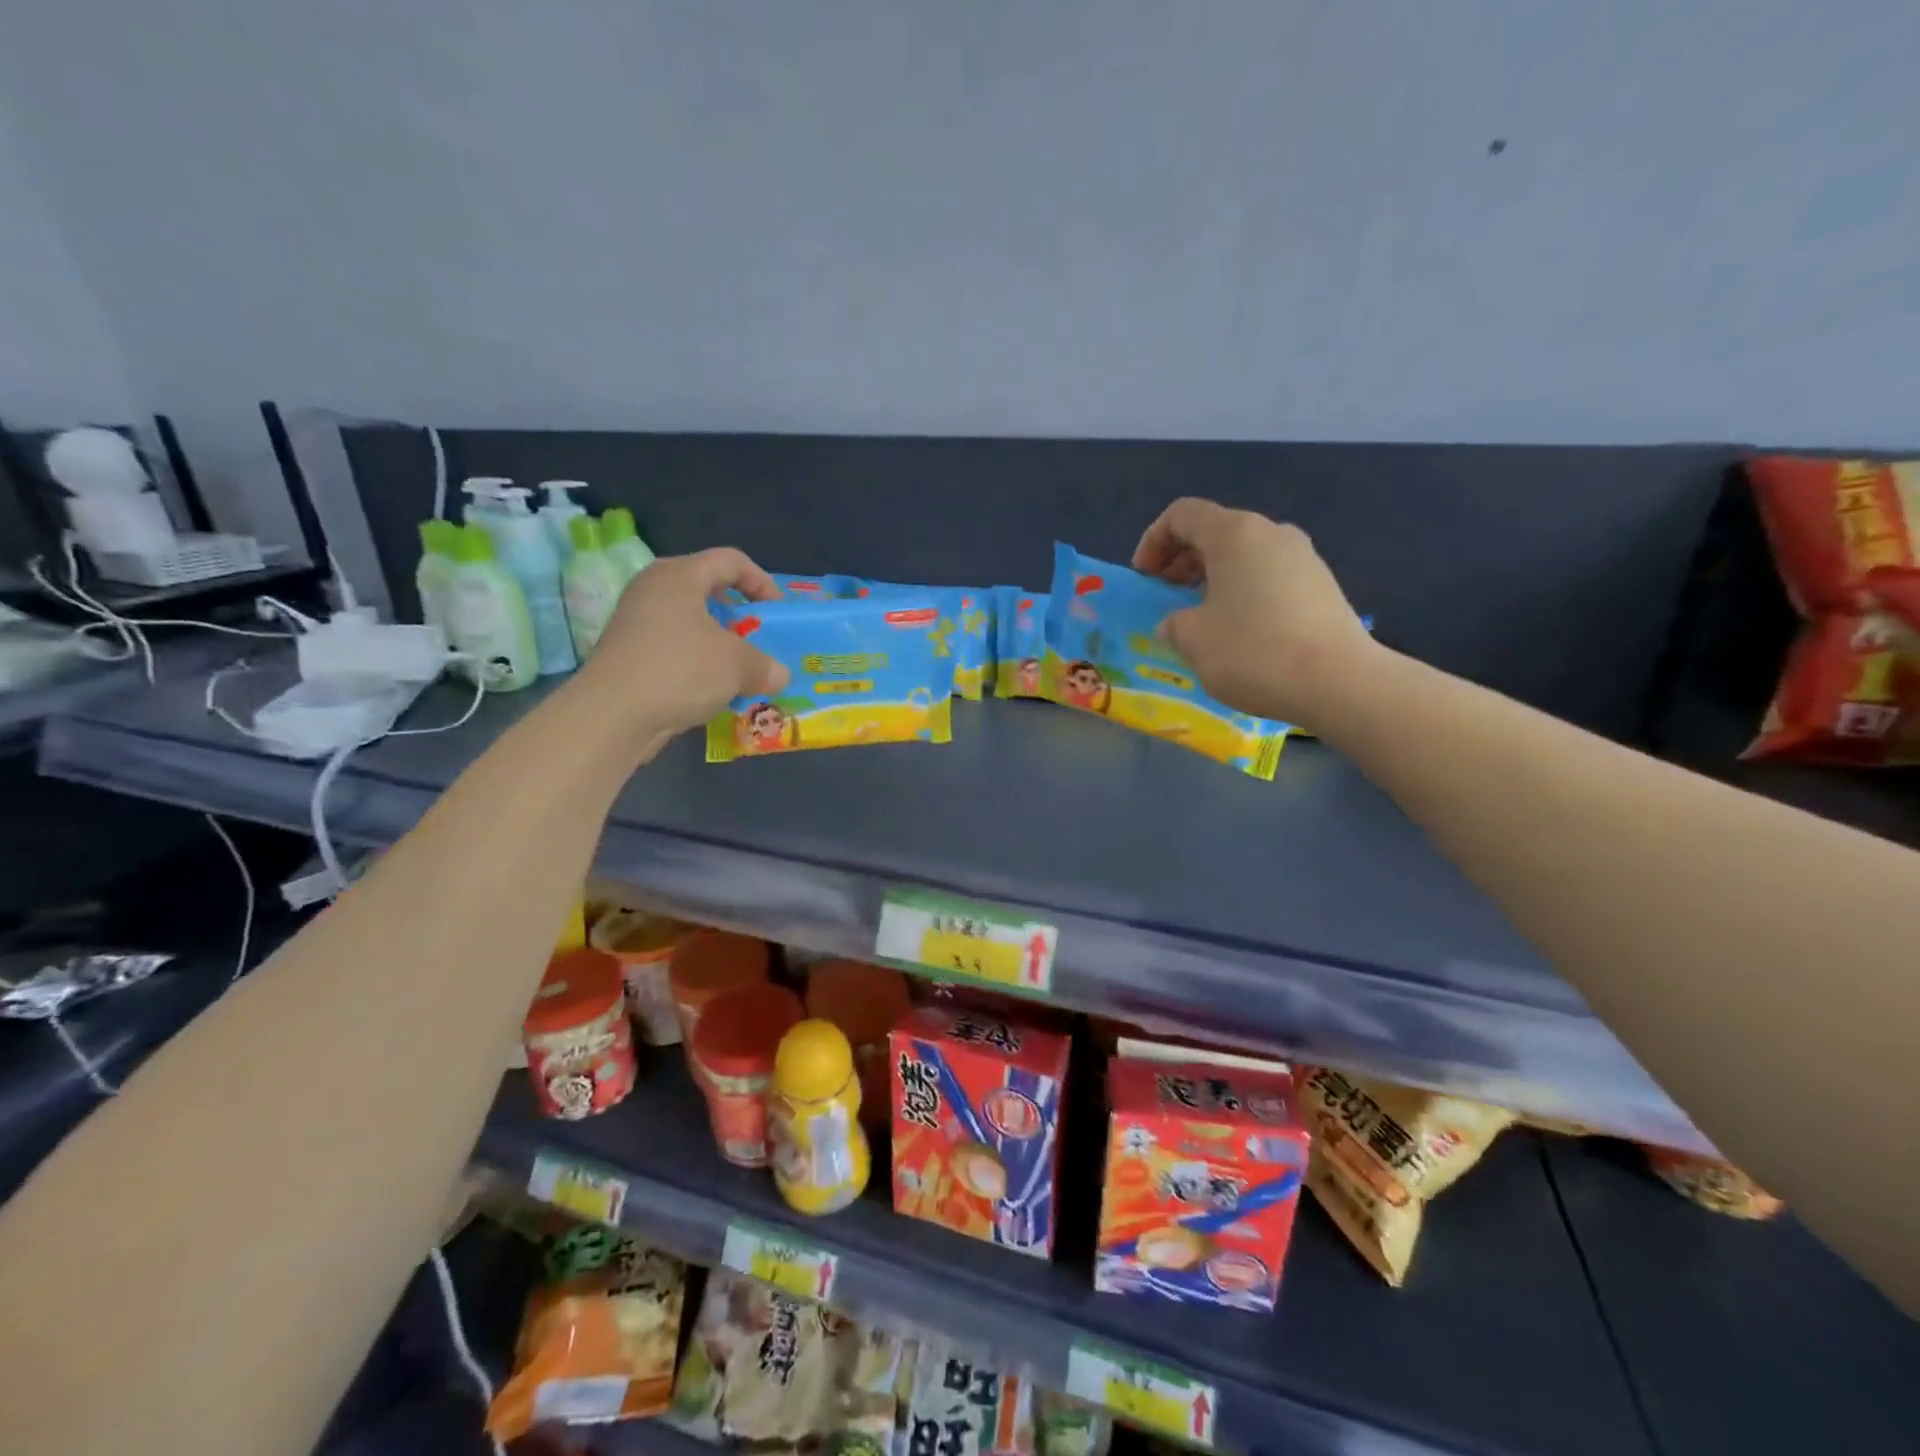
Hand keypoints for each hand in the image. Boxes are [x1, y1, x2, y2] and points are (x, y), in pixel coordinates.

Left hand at [578, 548, 789, 741]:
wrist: (612, 715)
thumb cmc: (681, 670)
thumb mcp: (738, 666)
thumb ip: (765, 665)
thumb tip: (779, 674)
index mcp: (679, 575)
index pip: (730, 561)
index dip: (761, 581)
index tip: (778, 612)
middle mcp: (653, 590)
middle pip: (707, 590)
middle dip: (740, 616)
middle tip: (759, 640)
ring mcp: (636, 622)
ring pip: (690, 623)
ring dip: (720, 645)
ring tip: (740, 671)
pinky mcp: (628, 654)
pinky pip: (674, 650)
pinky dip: (697, 665)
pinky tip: (712, 691)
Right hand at [1132, 498, 1376, 730]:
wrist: (1338, 682)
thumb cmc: (1253, 651)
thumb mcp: (1192, 639)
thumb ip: (1174, 622)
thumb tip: (1177, 621)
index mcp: (1234, 534)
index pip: (1182, 515)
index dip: (1153, 541)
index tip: (1144, 579)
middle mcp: (1271, 533)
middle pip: (1215, 531)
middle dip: (1181, 560)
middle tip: (1165, 597)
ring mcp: (1303, 557)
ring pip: (1244, 555)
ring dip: (1212, 578)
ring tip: (1200, 617)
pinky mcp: (1322, 585)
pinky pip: (1269, 576)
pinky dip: (1242, 592)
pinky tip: (1239, 631)